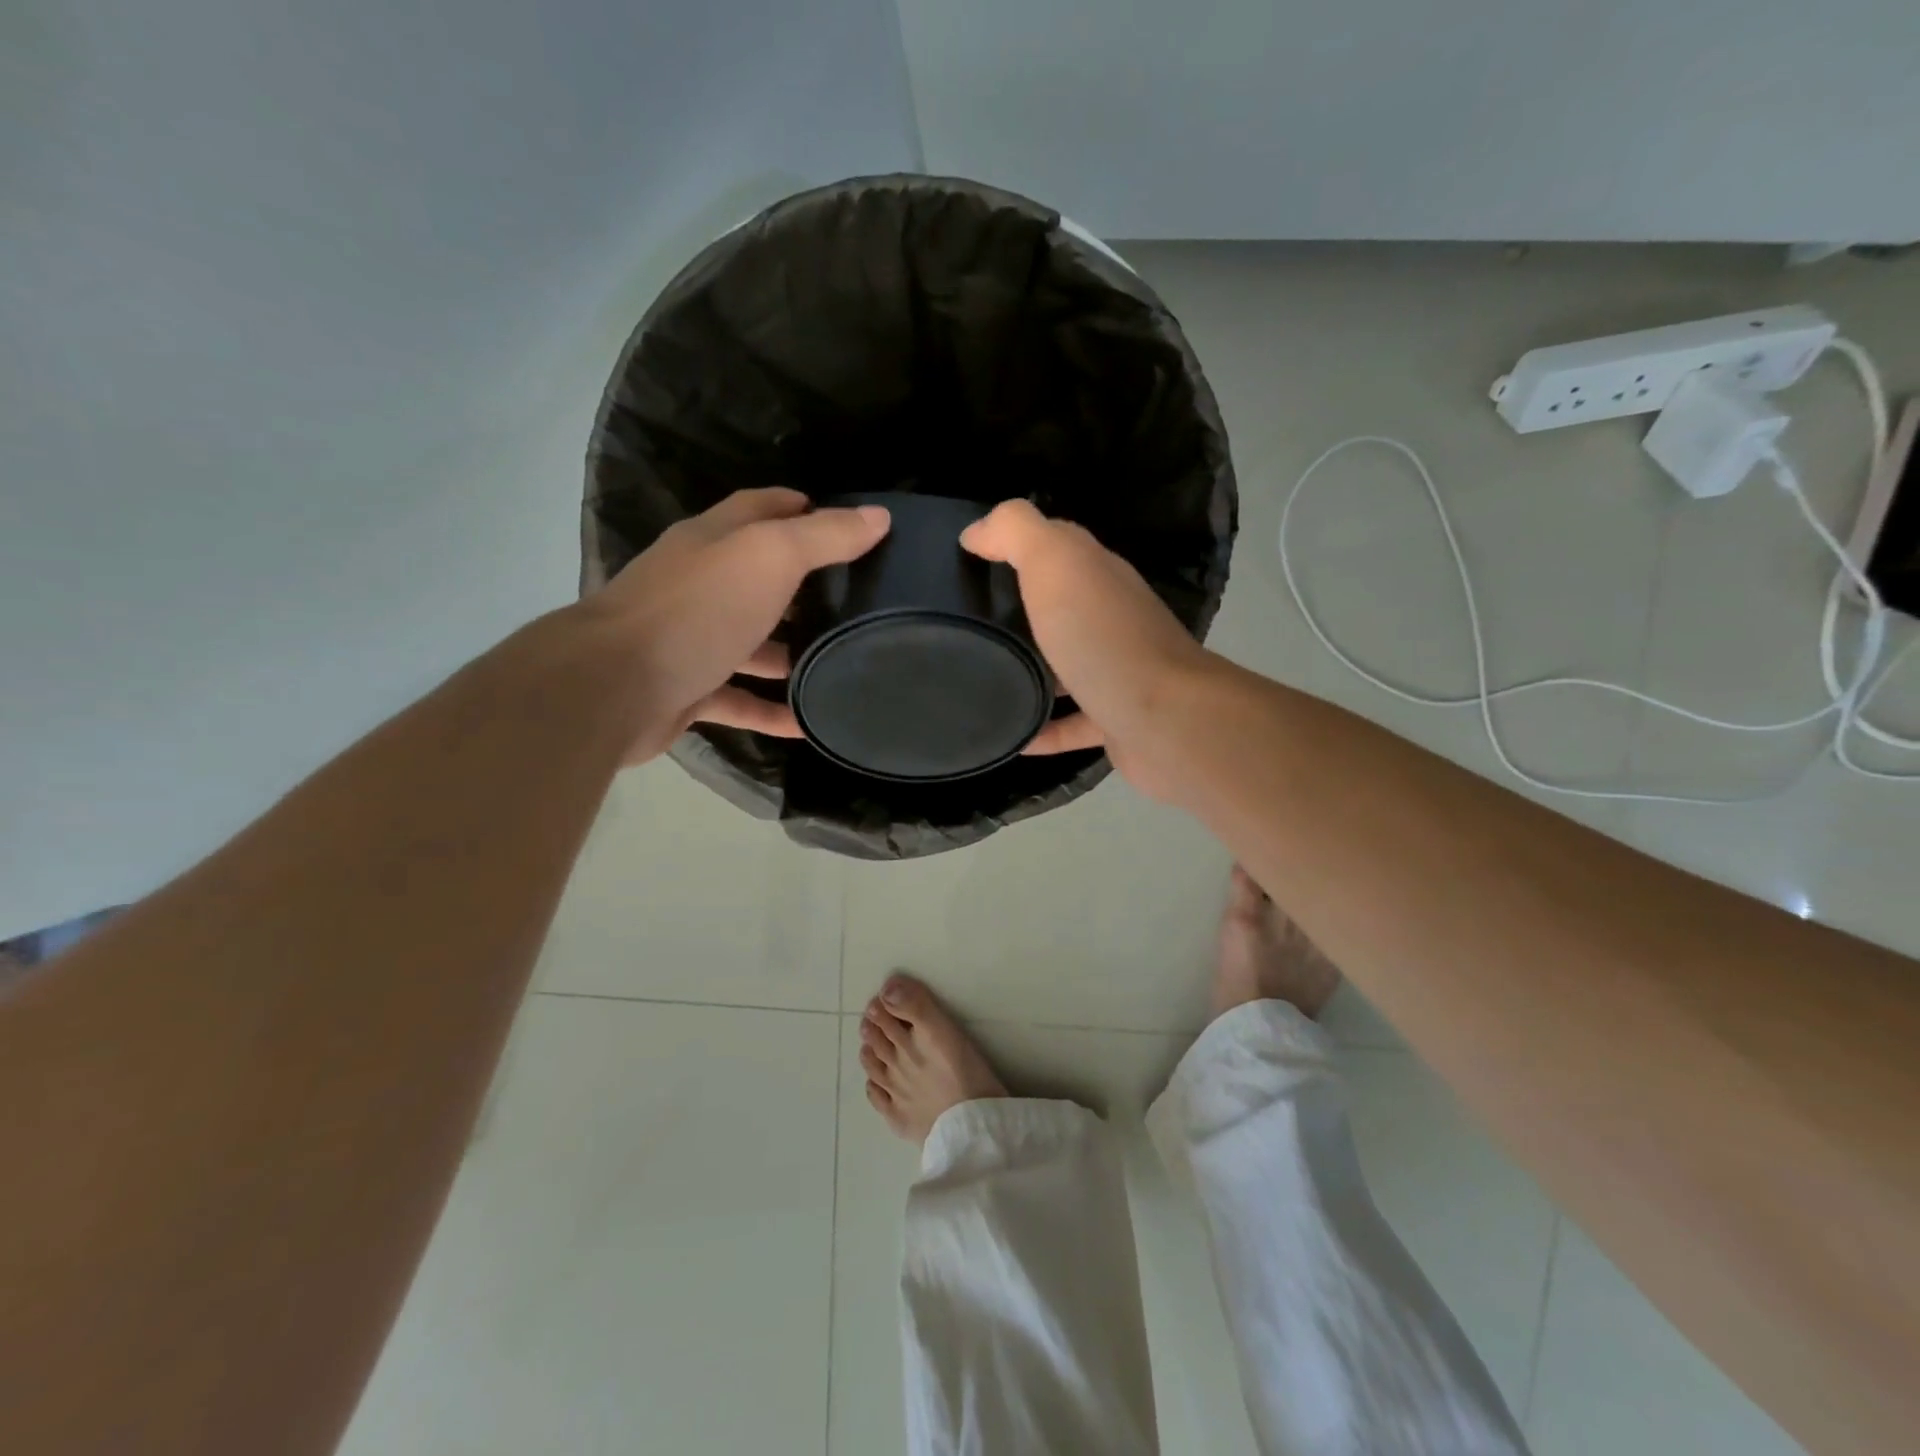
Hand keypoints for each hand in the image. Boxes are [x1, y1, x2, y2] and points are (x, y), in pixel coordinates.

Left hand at [583, 488, 889, 762]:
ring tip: (842, 662)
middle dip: (804, 585)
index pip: (761, 510)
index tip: (850, 524)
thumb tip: (878, 516)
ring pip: (751, 642)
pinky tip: (808, 724)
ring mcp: (691, 639)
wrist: (613, 688)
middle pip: (758, 577)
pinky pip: (740, 700)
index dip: (802, 508)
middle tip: (858, 599)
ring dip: (791, 652)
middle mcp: (700, 585)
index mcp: (714, 542)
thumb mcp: (769, 559)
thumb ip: (823, 537)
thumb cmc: (696, 610)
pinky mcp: (688, 689)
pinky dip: (772, 710)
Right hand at [960, 500, 1213, 795]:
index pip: (1057, 547)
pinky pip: (1071, 724)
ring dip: (1030, 670)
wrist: (1165, 720)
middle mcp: (1111, 618)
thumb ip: (1016, 533)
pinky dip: (1042, 730)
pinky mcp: (1115, 720)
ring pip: (1066, 666)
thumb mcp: (1055, 563)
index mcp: (1098, 576)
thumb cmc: (1103, 637)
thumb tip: (977, 532)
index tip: (967, 561)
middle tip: (966, 623)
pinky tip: (1013, 738)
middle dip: (1018, 610)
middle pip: (1060, 606)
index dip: (1014, 545)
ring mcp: (1116, 671)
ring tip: (982, 678)